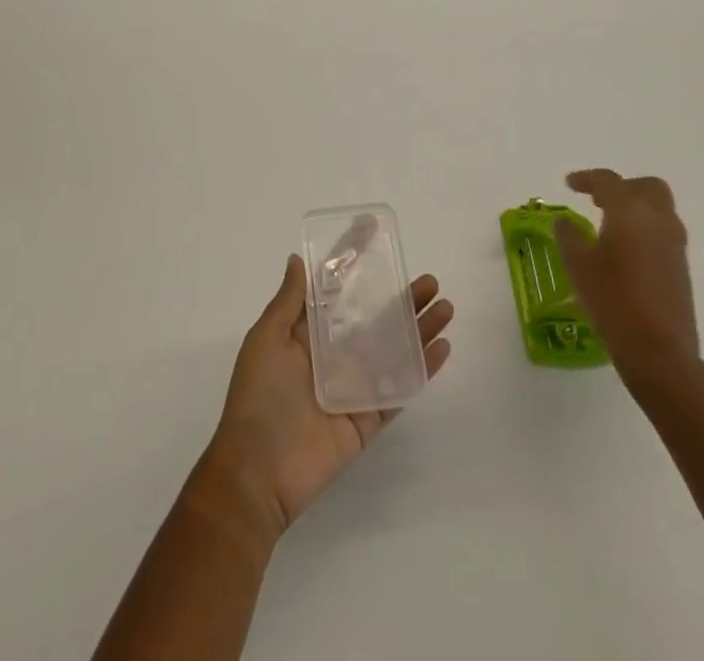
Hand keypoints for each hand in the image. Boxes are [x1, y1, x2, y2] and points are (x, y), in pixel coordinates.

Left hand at [199, 255, 452, 543]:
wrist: (258, 473)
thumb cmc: (258, 398)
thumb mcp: (266, 339)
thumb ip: (288, 302)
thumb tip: (298, 259)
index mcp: (307, 333)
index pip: (335, 288)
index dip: (352, 259)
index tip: (372, 230)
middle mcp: (334, 354)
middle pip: (376, 318)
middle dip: (403, 297)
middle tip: (430, 280)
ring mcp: (354, 386)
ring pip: (394, 349)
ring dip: (420, 328)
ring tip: (446, 306)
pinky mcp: (368, 417)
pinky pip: (399, 388)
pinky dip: (422, 368)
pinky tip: (442, 348)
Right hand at [553, 168, 698, 392]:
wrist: (659, 350)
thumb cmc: (612, 300)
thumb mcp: (578, 266)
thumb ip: (569, 237)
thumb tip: (565, 222)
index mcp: (629, 211)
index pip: (608, 181)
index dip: (586, 178)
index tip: (569, 184)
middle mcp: (657, 219)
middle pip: (645, 186)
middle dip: (622, 187)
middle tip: (597, 200)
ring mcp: (674, 243)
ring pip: (659, 207)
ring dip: (636, 207)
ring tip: (609, 224)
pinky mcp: (681, 265)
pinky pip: (664, 230)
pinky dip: (645, 228)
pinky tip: (625, 249)